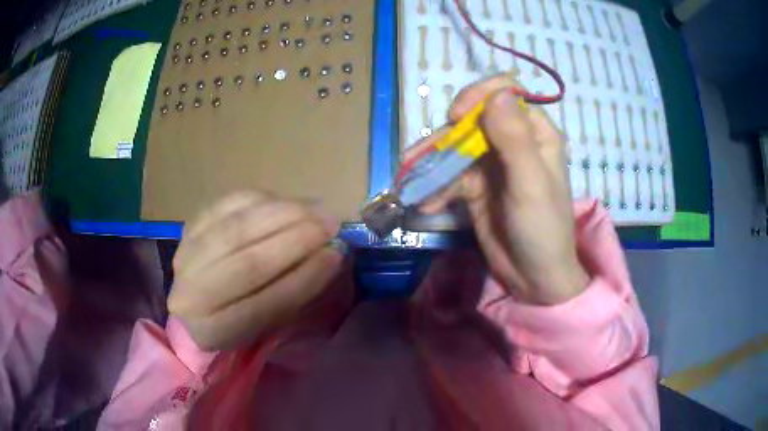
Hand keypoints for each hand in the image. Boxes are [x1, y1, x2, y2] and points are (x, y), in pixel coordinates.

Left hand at [168, 191, 343, 350]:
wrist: (198, 299)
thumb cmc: (239, 317)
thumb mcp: (267, 323)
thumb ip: (294, 293)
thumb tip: (329, 254)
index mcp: (214, 332)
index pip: (262, 306)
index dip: (302, 279)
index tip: (336, 256)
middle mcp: (191, 296)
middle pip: (246, 263)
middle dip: (295, 240)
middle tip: (331, 225)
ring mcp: (185, 256)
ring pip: (236, 228)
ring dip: (282, 214)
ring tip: (316, 209)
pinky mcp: (189, 226)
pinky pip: (227, 205)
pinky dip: (262, 200)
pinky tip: (286, 202)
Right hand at [417, 74, 587, 304]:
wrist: (534, 278)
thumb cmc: (543, 229)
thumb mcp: (531, 184)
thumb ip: (515, 138)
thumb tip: (497, 92)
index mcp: (536, 133)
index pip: (505, 93)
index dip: (478, 96)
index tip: (457, 117)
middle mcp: (513, 140)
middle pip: (473, 118)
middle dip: (445, 134)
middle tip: (420, 156)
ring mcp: (492, 163)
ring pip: (456, 146)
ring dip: (431, 160)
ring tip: (407, 176)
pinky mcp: (476, 186)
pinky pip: (450, 175)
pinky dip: (435, 187)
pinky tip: (423, 204)